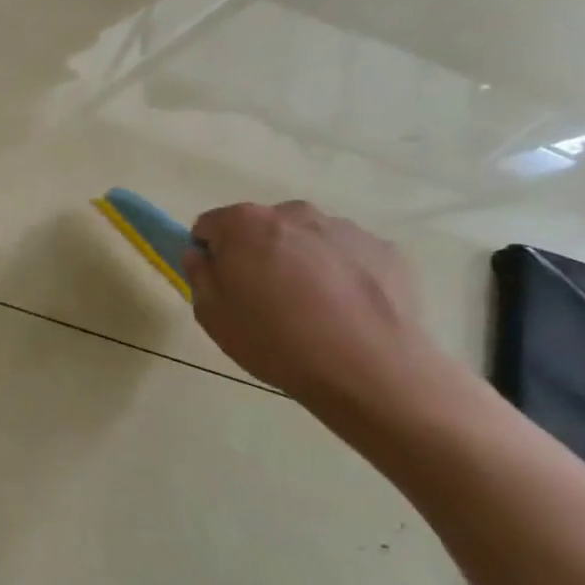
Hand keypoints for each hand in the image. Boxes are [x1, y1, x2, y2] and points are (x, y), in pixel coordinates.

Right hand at [183, 200, 445, 408]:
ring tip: (310, 309)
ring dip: (299, 261)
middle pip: (262, 227)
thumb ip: (199, 274)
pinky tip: (344, 312)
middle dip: (256, 253)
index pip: (210, 225)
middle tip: (263, 298)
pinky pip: (346, 256)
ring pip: (306, 239)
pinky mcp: (385, 250)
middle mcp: (294, 214)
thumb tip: (203, 255)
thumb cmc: (273, 340)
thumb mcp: (211, 314)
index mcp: (245, 224)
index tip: (220, 284)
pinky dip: (339, 274)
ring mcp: (345, 229)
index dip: (209, 253)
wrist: (369, 370)